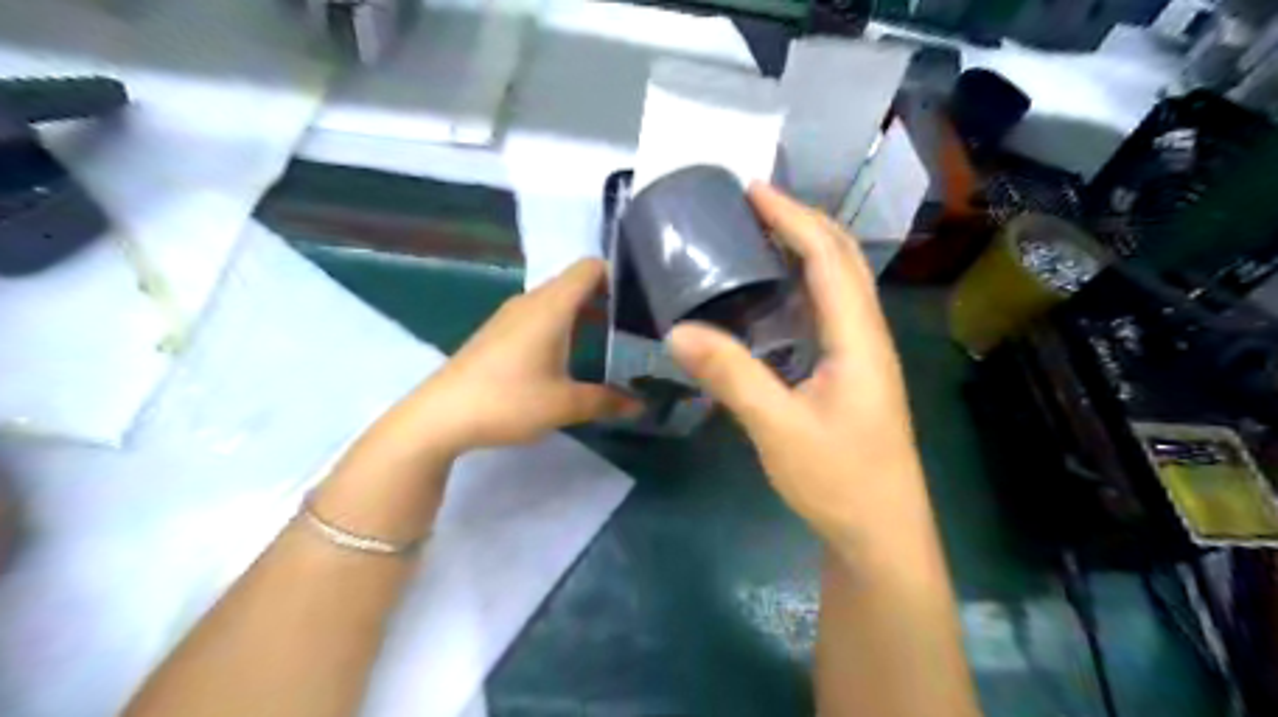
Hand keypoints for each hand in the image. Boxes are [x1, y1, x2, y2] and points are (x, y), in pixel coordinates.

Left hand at [403, 261, 638, 456]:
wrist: (440, 416)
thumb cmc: (507, 401)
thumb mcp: (564, 405)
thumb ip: (607, 401)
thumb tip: (641, 404)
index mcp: (551, 306)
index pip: (590, 267)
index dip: (618, 274)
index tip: (643, 299)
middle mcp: (531, 302)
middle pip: (576, 283)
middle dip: (607, 299)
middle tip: (637, 326)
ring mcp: (511, 316)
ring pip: (557, 301)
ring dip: (584, 314)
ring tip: (611, 342)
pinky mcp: (499, 333)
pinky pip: (540, 316)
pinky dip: (563, 326)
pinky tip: (571, 356)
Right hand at [669, 185, 928, 548]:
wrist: (880, 533)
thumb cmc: (839, 480)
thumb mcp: (778, 428)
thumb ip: (731, 376)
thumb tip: (678, 331)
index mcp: (858, 338)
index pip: (828, 257)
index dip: (792, 218)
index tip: (752, 190)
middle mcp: (867, 335)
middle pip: (842, 260)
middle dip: (802, 222)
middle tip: (753, 204)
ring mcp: (862, 355)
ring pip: (838, 285)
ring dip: (805, 250)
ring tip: (759, 235)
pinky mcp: (850, 374)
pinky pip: (827, 313)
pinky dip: (802, 287)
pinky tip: (771, 296)